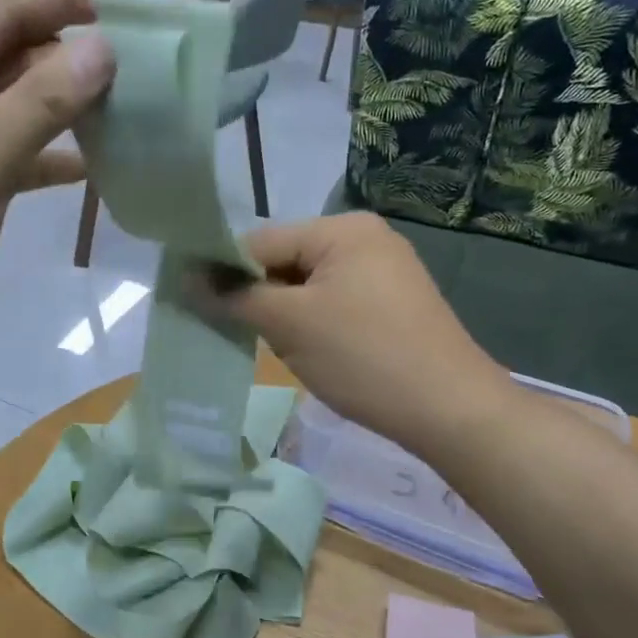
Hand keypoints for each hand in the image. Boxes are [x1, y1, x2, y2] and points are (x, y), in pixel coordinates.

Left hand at [0, 0, 116, 396]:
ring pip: (14, 110)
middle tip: (148, 57)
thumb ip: (40, 104)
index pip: (1, 11)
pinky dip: (48, 158)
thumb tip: (103, 47)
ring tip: (134, 104)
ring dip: (67, 107)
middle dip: (74, 53)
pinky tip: (94, 164)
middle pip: (9, 56)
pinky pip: (10, 159)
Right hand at [208, 213, 509, 454]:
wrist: (450, 409)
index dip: (223, 272)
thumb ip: (236, 297)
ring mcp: (384, 270)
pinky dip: (313, 323)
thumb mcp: (290, 325)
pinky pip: (335, 302)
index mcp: (342, 228)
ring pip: (307, 285)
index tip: (194, 306)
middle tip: (239, 334)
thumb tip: (188, 279)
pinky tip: (312, 352)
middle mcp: (365, 237)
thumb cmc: (363, 357)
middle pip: (285, 260)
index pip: (260, 241)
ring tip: (279, 348)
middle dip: (258, 296)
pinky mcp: (393, 303)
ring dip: (284, 313)